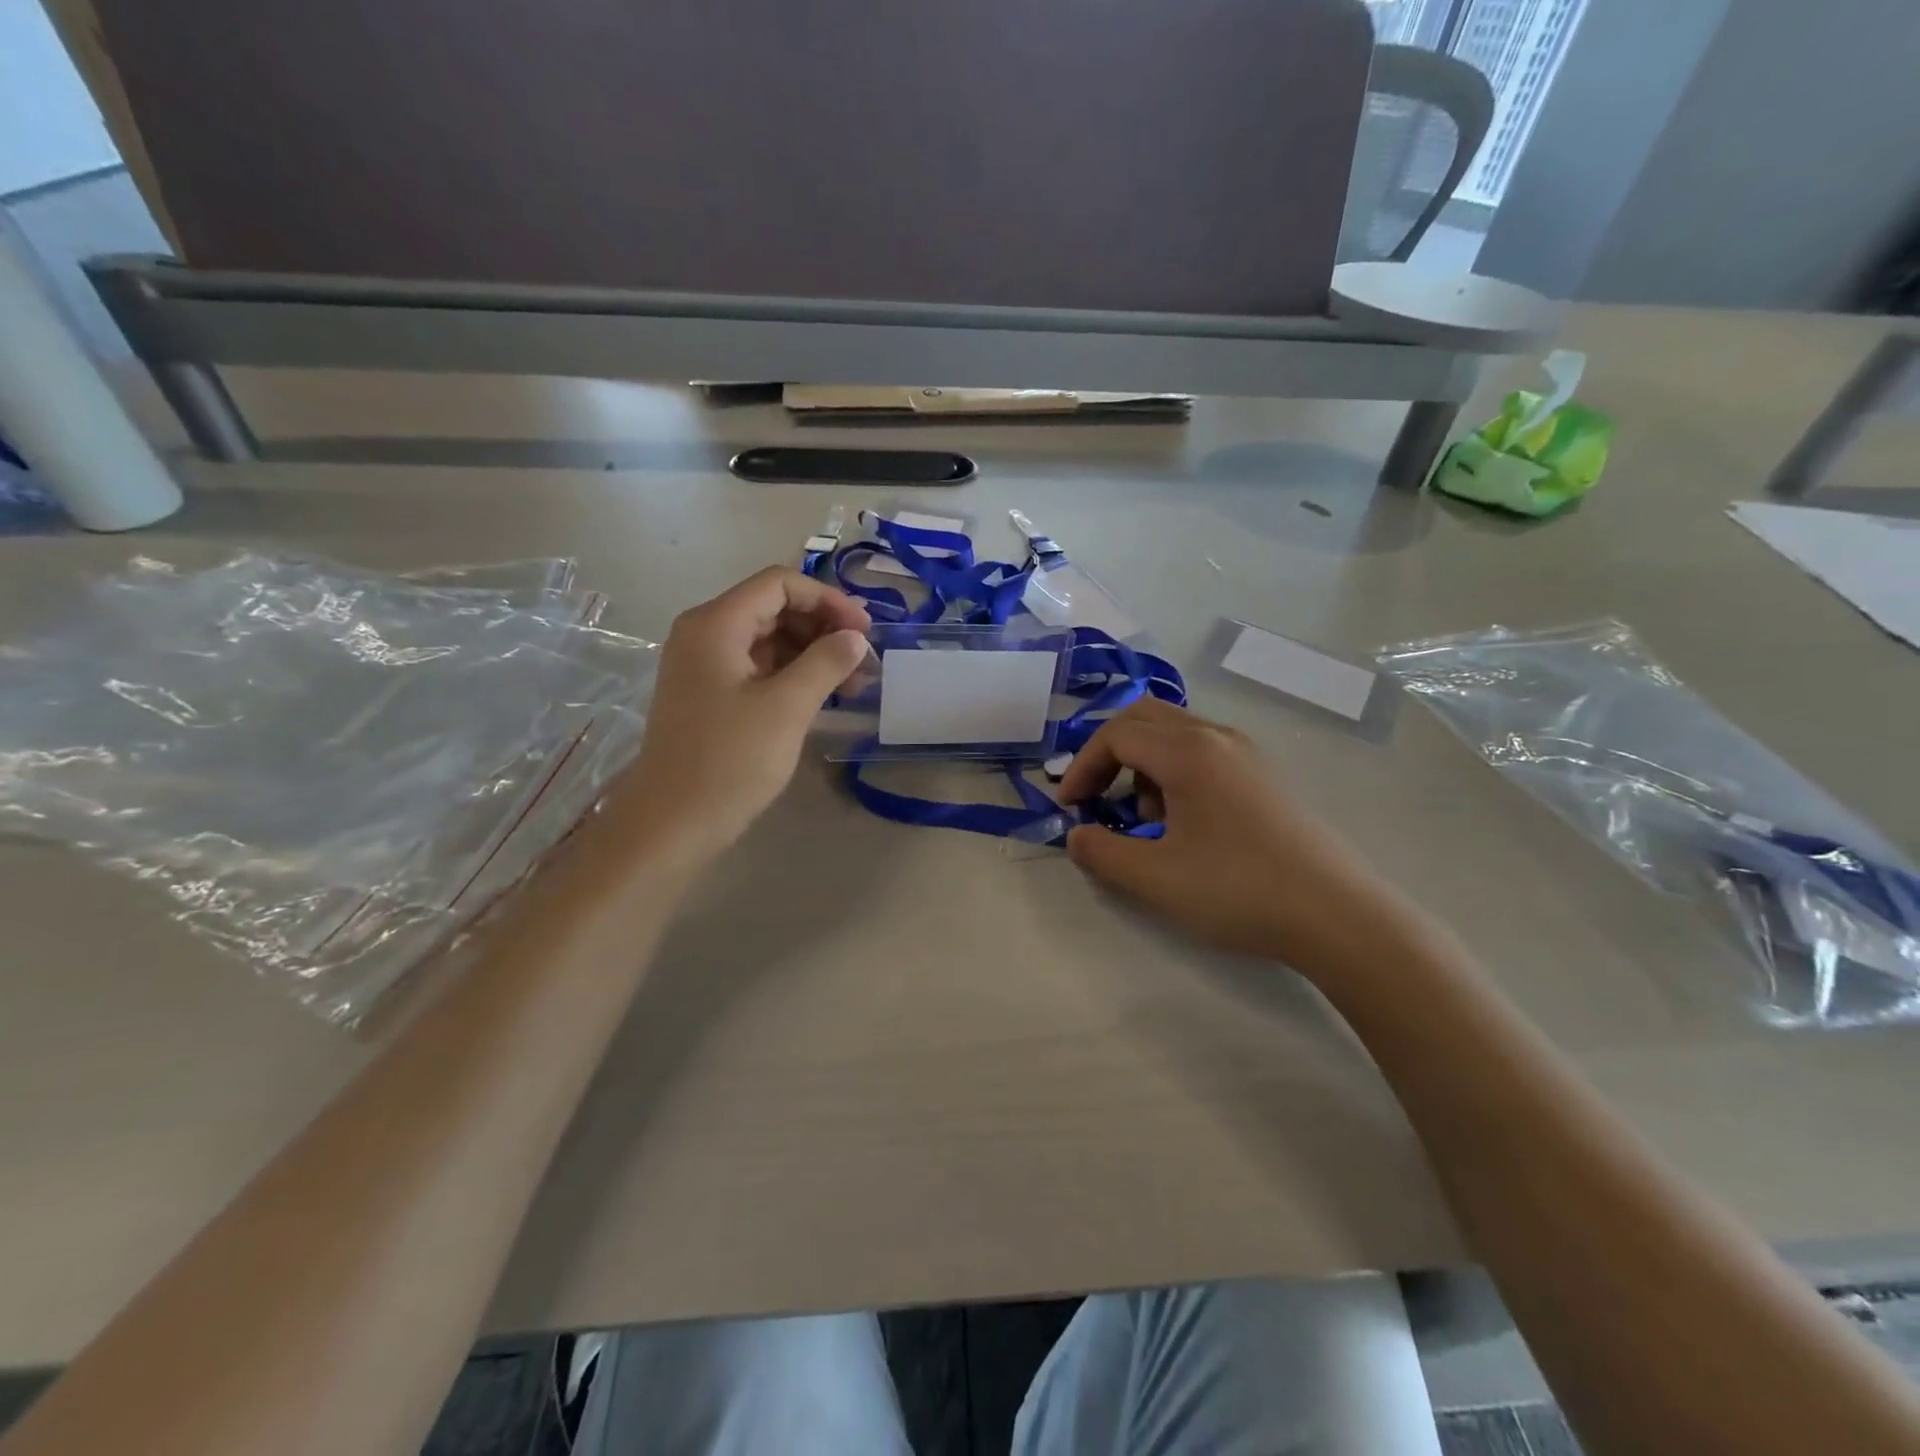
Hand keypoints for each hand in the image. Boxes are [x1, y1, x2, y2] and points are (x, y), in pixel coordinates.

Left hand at [623, 567, 869, 858]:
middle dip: (823, 627)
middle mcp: (705, 634)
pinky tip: (824, 696)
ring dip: (813, 653)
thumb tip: (856, 638)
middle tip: (864, 660)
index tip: (864, 632)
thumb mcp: (787, 708)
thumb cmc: (729, 760)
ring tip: (854, 682)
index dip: (828, 600)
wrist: (673, 822)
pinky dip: (793, 674)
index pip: (779, 584)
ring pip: (769, 639)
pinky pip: (759, 667)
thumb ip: (826, 663)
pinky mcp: (711, 694)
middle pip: (774, 608)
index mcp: (716, 624)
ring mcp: (705, 665)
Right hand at [1059, 699, 1410, 974]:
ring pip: (1176, 734)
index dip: (1082, 767)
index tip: (1069, 810)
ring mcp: (1248, 753)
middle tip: (1096, 798)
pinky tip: (1187, 825)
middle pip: (1144, 718)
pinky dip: (1175, 773)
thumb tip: (1077, 835)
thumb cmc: (1239, 890)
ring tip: (1145, 820)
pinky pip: (1204, 753)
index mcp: (1188, 751)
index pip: (1116, 735)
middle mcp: (1218, 737)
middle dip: (1109, 754)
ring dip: (1143, 765)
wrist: (1339, 916)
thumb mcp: (1154, 878)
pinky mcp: (1266, 776)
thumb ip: (1101, 852)